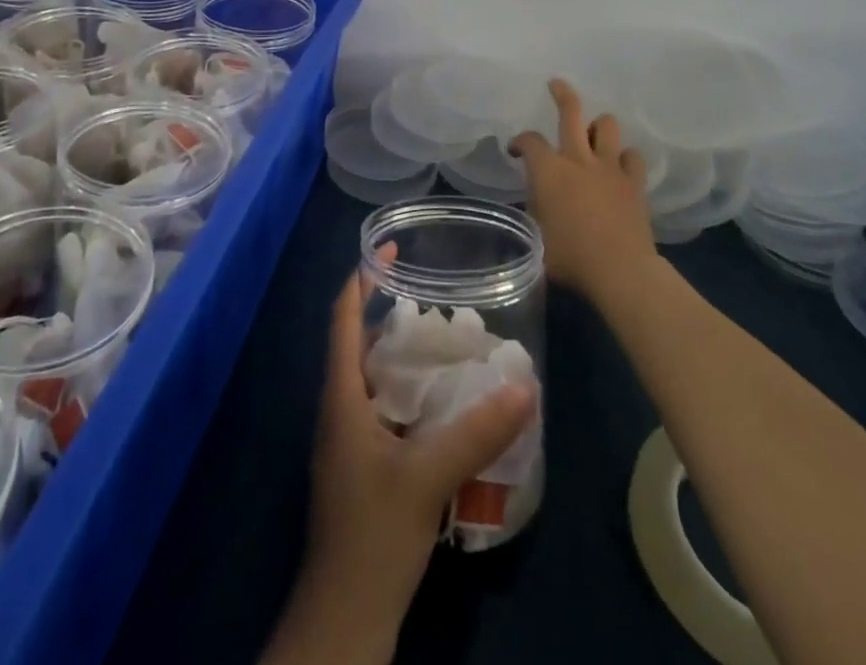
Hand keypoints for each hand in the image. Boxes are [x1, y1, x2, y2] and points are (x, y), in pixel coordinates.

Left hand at [285, 260, 535, 651]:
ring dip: (404, 353)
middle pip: (360, 342)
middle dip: (393, 312)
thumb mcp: (428, 476)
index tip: (390, 249)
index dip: (361, 278)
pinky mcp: (365, 465)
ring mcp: (350, 439)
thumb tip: (525, 386)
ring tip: (449, 338)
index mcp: (341, 395)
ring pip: (374, 377)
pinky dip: (411, 391)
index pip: (344, 318)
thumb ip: (477, 431)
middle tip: (438, 293)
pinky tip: (445, 400)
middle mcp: (340, 407)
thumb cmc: (374, 534)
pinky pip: (386, 408)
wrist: (345, 616)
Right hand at [510, 79, 657, 310]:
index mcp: (548, 170)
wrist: (620, 270)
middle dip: (561, 93)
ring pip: (607, 125)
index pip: (529, 141)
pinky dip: (625, 158)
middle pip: (571, 111)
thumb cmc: (569, 257)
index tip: (515, 152)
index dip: (519, 142)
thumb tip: (536, 204)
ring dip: (598, 126)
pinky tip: (620, 167)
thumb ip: (534, 211)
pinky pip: (633, 156)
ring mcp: (609, 167)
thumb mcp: (536, 236)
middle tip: (555, 84)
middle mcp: (578, 159)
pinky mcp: (634, 182)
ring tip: (592, 134)